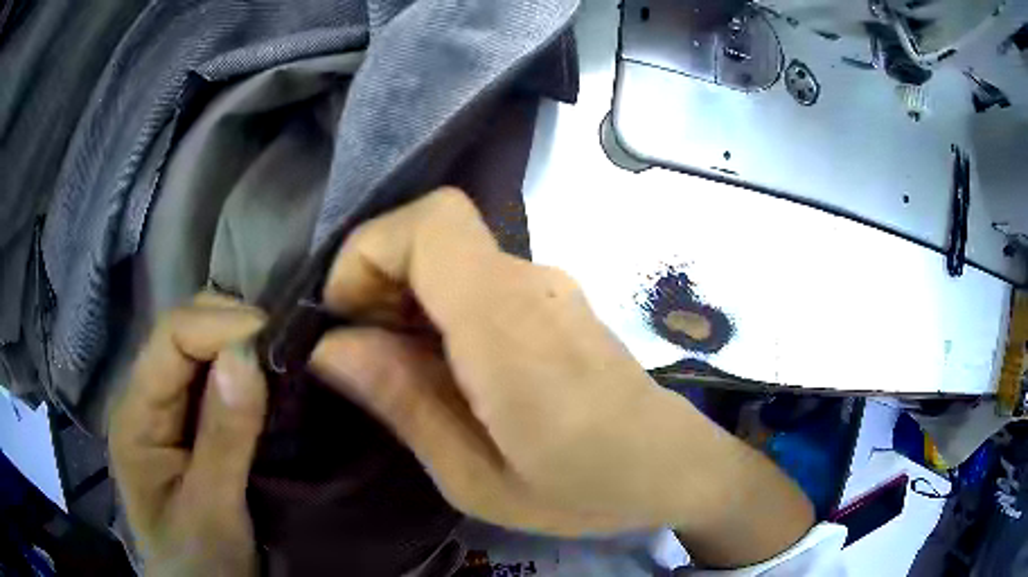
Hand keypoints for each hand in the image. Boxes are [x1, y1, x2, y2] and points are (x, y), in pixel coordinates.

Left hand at [109, 294, 267, 576]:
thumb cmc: (197, 564)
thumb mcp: (212, 512)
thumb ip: (224, 438)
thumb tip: (247, 355)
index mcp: (135, 415)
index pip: (171, 336)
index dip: (222, 326)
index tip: (278, 338)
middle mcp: (145, 398)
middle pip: (184, 332)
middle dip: (234, 330)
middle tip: (288, 349)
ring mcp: (166, 410)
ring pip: (201, 351)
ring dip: (243, 349)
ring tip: (286, 361)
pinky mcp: (188, 425)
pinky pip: (214, 381)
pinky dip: (245, 374)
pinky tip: (270, 384)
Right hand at [310, 189, 813, 566]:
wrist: (673, 466)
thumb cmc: (586, 488)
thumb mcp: (478, 478)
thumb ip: (404, 404)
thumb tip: (330, 346)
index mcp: (510, 326)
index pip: (431, 223)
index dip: (369, 253)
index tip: (346, 321)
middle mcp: (531, 282)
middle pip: (433, 230)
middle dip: (377, 281)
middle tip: (368, 361)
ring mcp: (548, 285)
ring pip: (450, 255)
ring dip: (406, 299)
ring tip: (406, 376)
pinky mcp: (554, 299)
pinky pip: (475, 280)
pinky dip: (439, 309)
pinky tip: (448, 371)